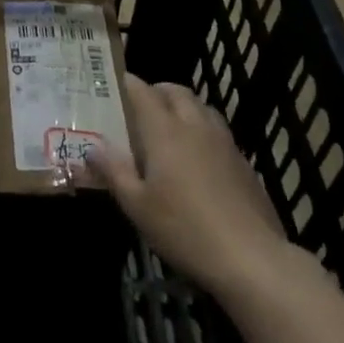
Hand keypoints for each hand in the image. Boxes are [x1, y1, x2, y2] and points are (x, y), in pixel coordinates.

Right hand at [72, 75, 288, 293]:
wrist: (251, 258)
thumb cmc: (184, 229)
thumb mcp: (137, 206)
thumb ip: (113, 172)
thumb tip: (92, 148)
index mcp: (164, 130)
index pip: (141, 91)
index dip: (126, 84)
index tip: (111, 85)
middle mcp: (194, 125)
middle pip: (175, 91)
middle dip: (156, 91)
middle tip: (140, 108)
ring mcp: (223, 141)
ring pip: (201, 106)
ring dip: (183, 106)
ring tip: (170, 127)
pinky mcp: (243, 162)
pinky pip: (218, 130)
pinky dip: (202, 129)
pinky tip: (199, 157)